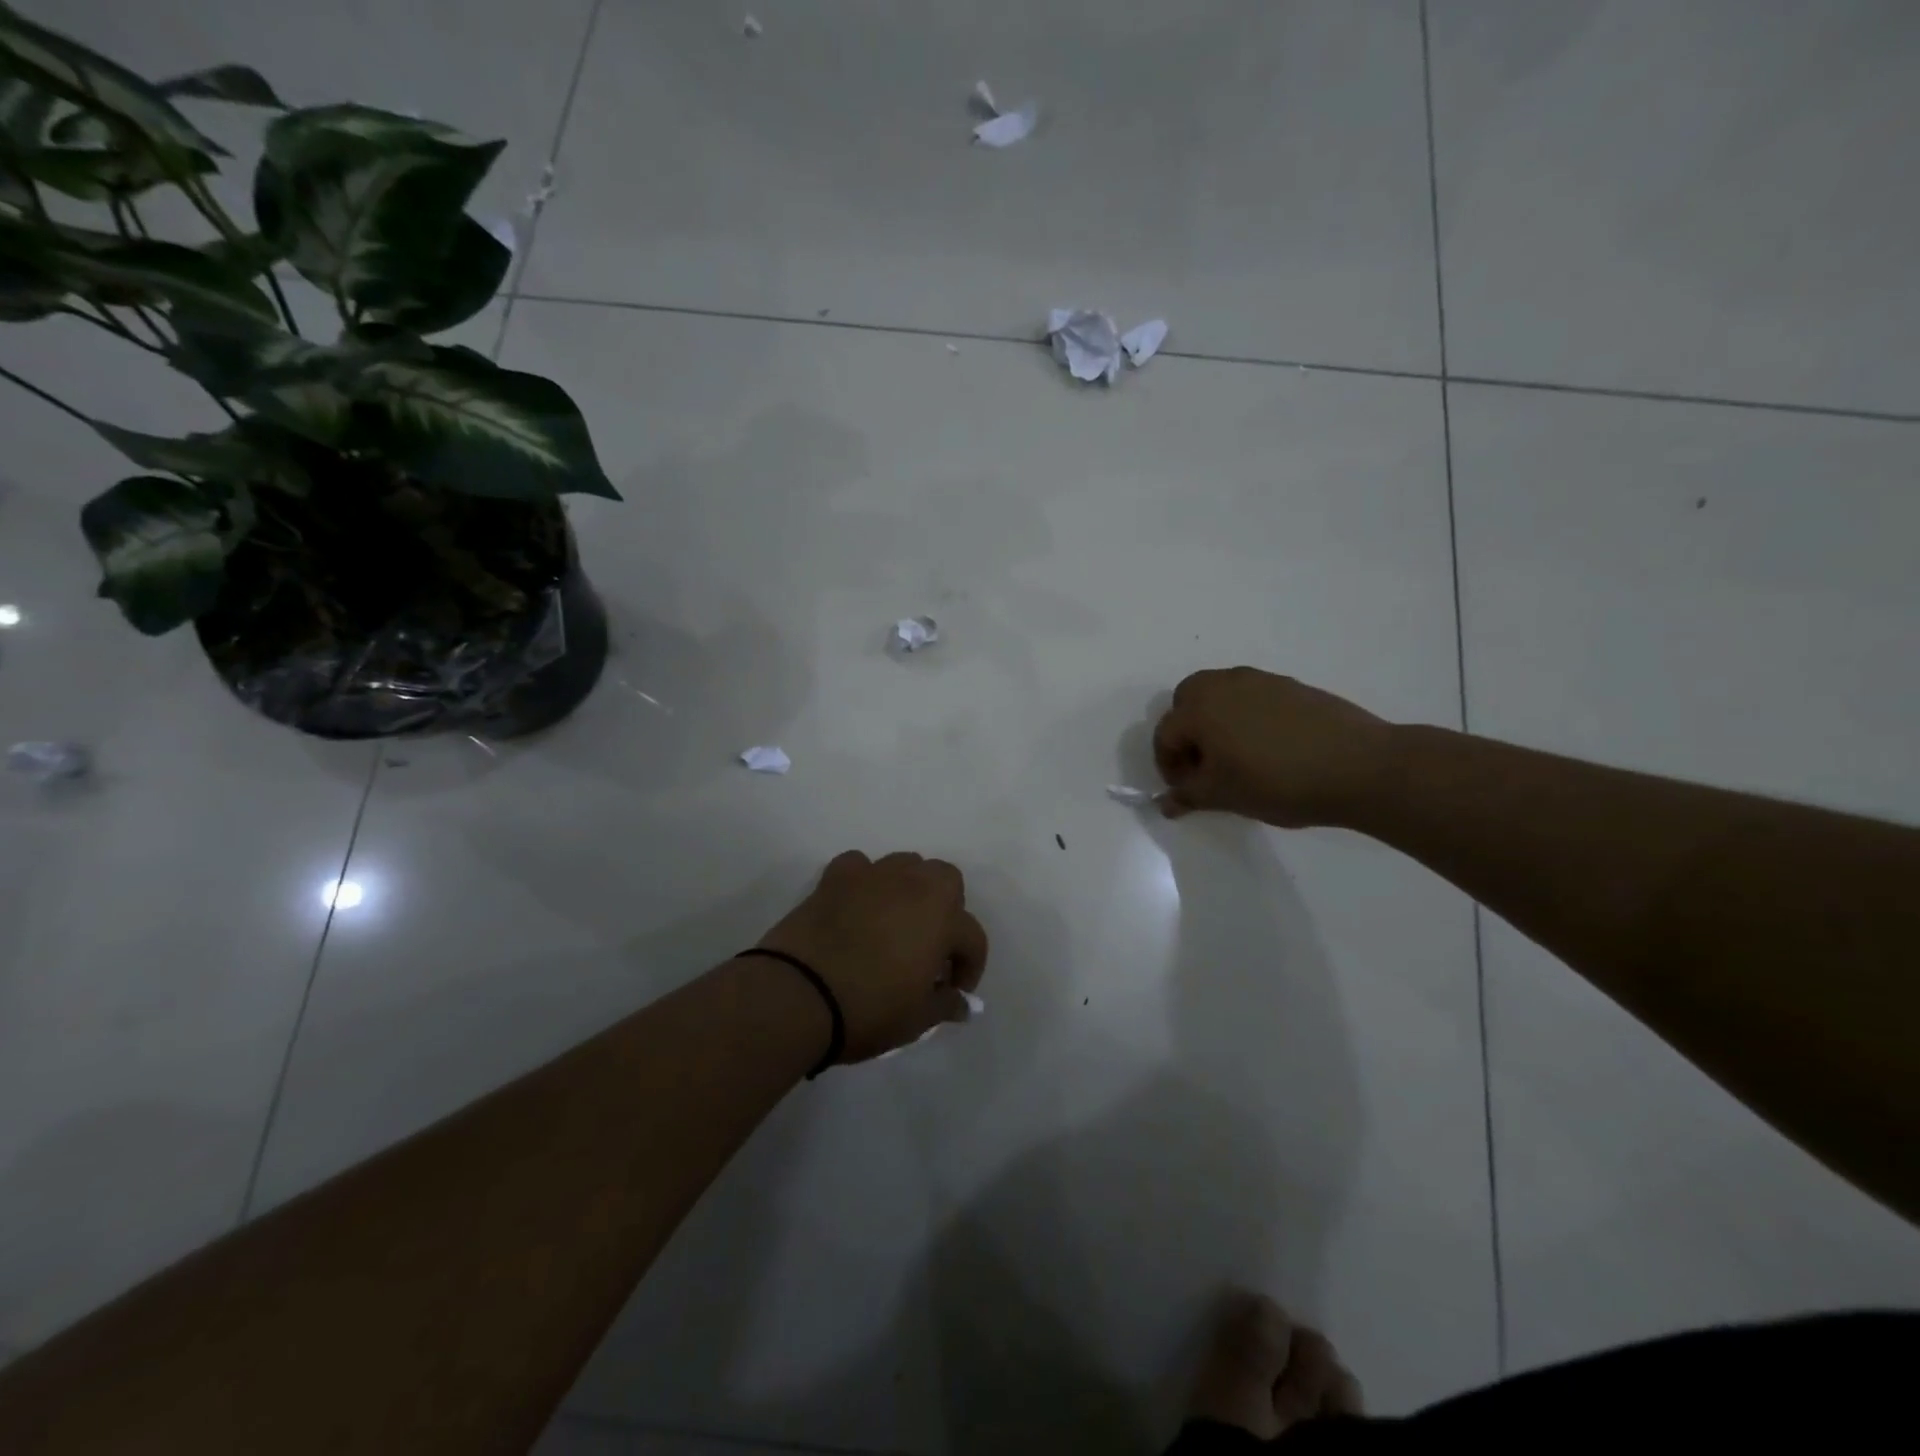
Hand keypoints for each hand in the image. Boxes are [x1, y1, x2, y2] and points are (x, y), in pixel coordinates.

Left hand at [756, 851, 988, 1062]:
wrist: (799, 994)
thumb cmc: (868, 1009)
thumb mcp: (916, 1020)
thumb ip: (945, 1005)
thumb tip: (961, 1003)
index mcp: (943, 919)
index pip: (972, 938)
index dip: (969, 967)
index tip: (953, 991)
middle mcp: (914, 886)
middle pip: (946, 879)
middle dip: (947, 908)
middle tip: (931, 945)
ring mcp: (873, 876)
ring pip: (906, 865)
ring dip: (909, 888)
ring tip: (895, 921)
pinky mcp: (836, 877)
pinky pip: (860, 866)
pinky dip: (864, 881)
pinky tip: (857, 905)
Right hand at [1152, 668, 1394, 827]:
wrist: (1358, 766)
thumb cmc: (1277, 782)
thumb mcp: (1225, 796)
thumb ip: (1189, 796)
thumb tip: (1166, 803)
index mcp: (1200, 708)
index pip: (1165, 733)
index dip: (1167, 765)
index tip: (1185, 789)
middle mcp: (1224, 684)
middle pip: (1187, 699)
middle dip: (1186, 730)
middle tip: (1204, 763)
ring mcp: (1260, 680)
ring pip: (1221, 693)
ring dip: (1216, 720)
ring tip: (1236, 756)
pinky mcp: (1291, 686)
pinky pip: (1253, 696)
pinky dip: (1247, 716)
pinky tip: (1269, 748)